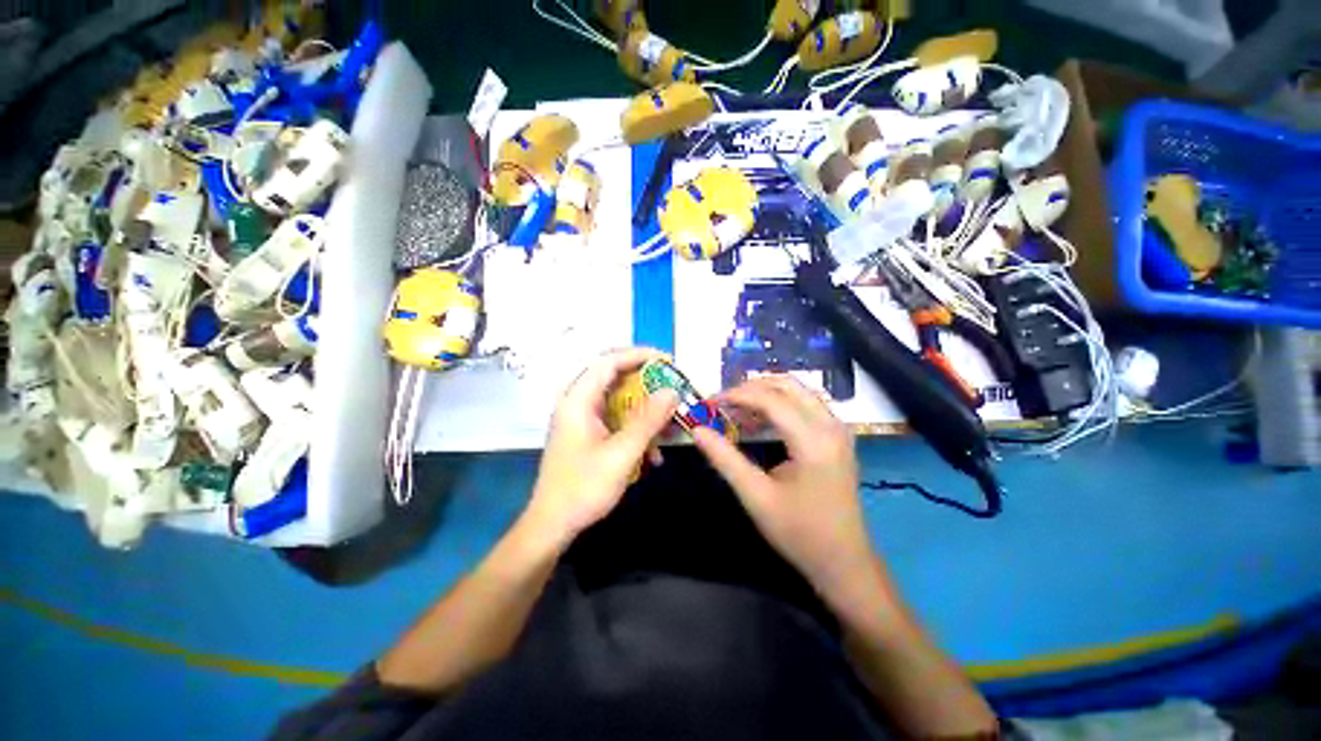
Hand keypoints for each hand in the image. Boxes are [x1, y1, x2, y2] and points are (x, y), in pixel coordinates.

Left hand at [524, 348, 677, 543]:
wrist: (553, 525)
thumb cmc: (583, 488)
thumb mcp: (621, 454)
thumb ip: (647, 420)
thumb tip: (671, 391)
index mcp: (578, 399)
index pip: (609, 361)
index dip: (639, 355)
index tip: (667, 360)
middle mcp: (577, 401)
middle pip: (614, 376)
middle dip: (646, 381)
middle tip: (672, 385)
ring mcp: (581, 418)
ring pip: (618, 398)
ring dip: (644, 408)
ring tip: (669, 419)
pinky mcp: (587, 432)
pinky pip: (616, 418)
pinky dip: (635, 427)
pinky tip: (653, 451)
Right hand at [692, 375, 870, 596]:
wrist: (844, 562)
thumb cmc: (799, 533)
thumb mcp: (756, 497)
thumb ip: (725, 459)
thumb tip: (697, 430)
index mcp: (814, 440)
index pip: (770, 399)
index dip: (736, 395)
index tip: (708, 402)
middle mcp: (831, 425)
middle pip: (786, 385)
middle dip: (750, 387)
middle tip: (721, 403)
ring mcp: (837, 429)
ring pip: (797, 391)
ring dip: (763, 394)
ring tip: (734, 411)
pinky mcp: (835, 436)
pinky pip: (804, 404)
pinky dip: (777, 405)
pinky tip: (757, 421)